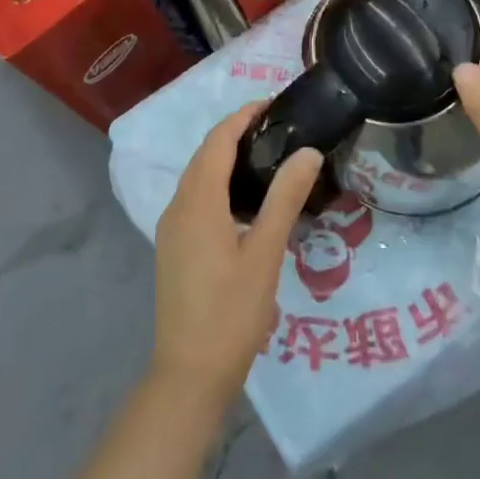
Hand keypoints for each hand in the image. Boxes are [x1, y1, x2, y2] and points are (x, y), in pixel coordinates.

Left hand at [151, 104, 322, 408]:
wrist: (189, 374)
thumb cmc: (231, 312)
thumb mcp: (266, 252)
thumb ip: (285, 198)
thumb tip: (307, 152)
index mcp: (197, 203)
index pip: (218, 142)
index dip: (242, 117)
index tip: (274, 103)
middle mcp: (177, 208)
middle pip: (205, 156)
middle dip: (236, 133)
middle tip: (279, 127)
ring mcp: (172, 230)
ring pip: (199, 179)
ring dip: (227, 159)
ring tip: (269, 156)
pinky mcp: (175, 249)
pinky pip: (196, 200)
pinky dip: (220, 185)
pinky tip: (247, 202)